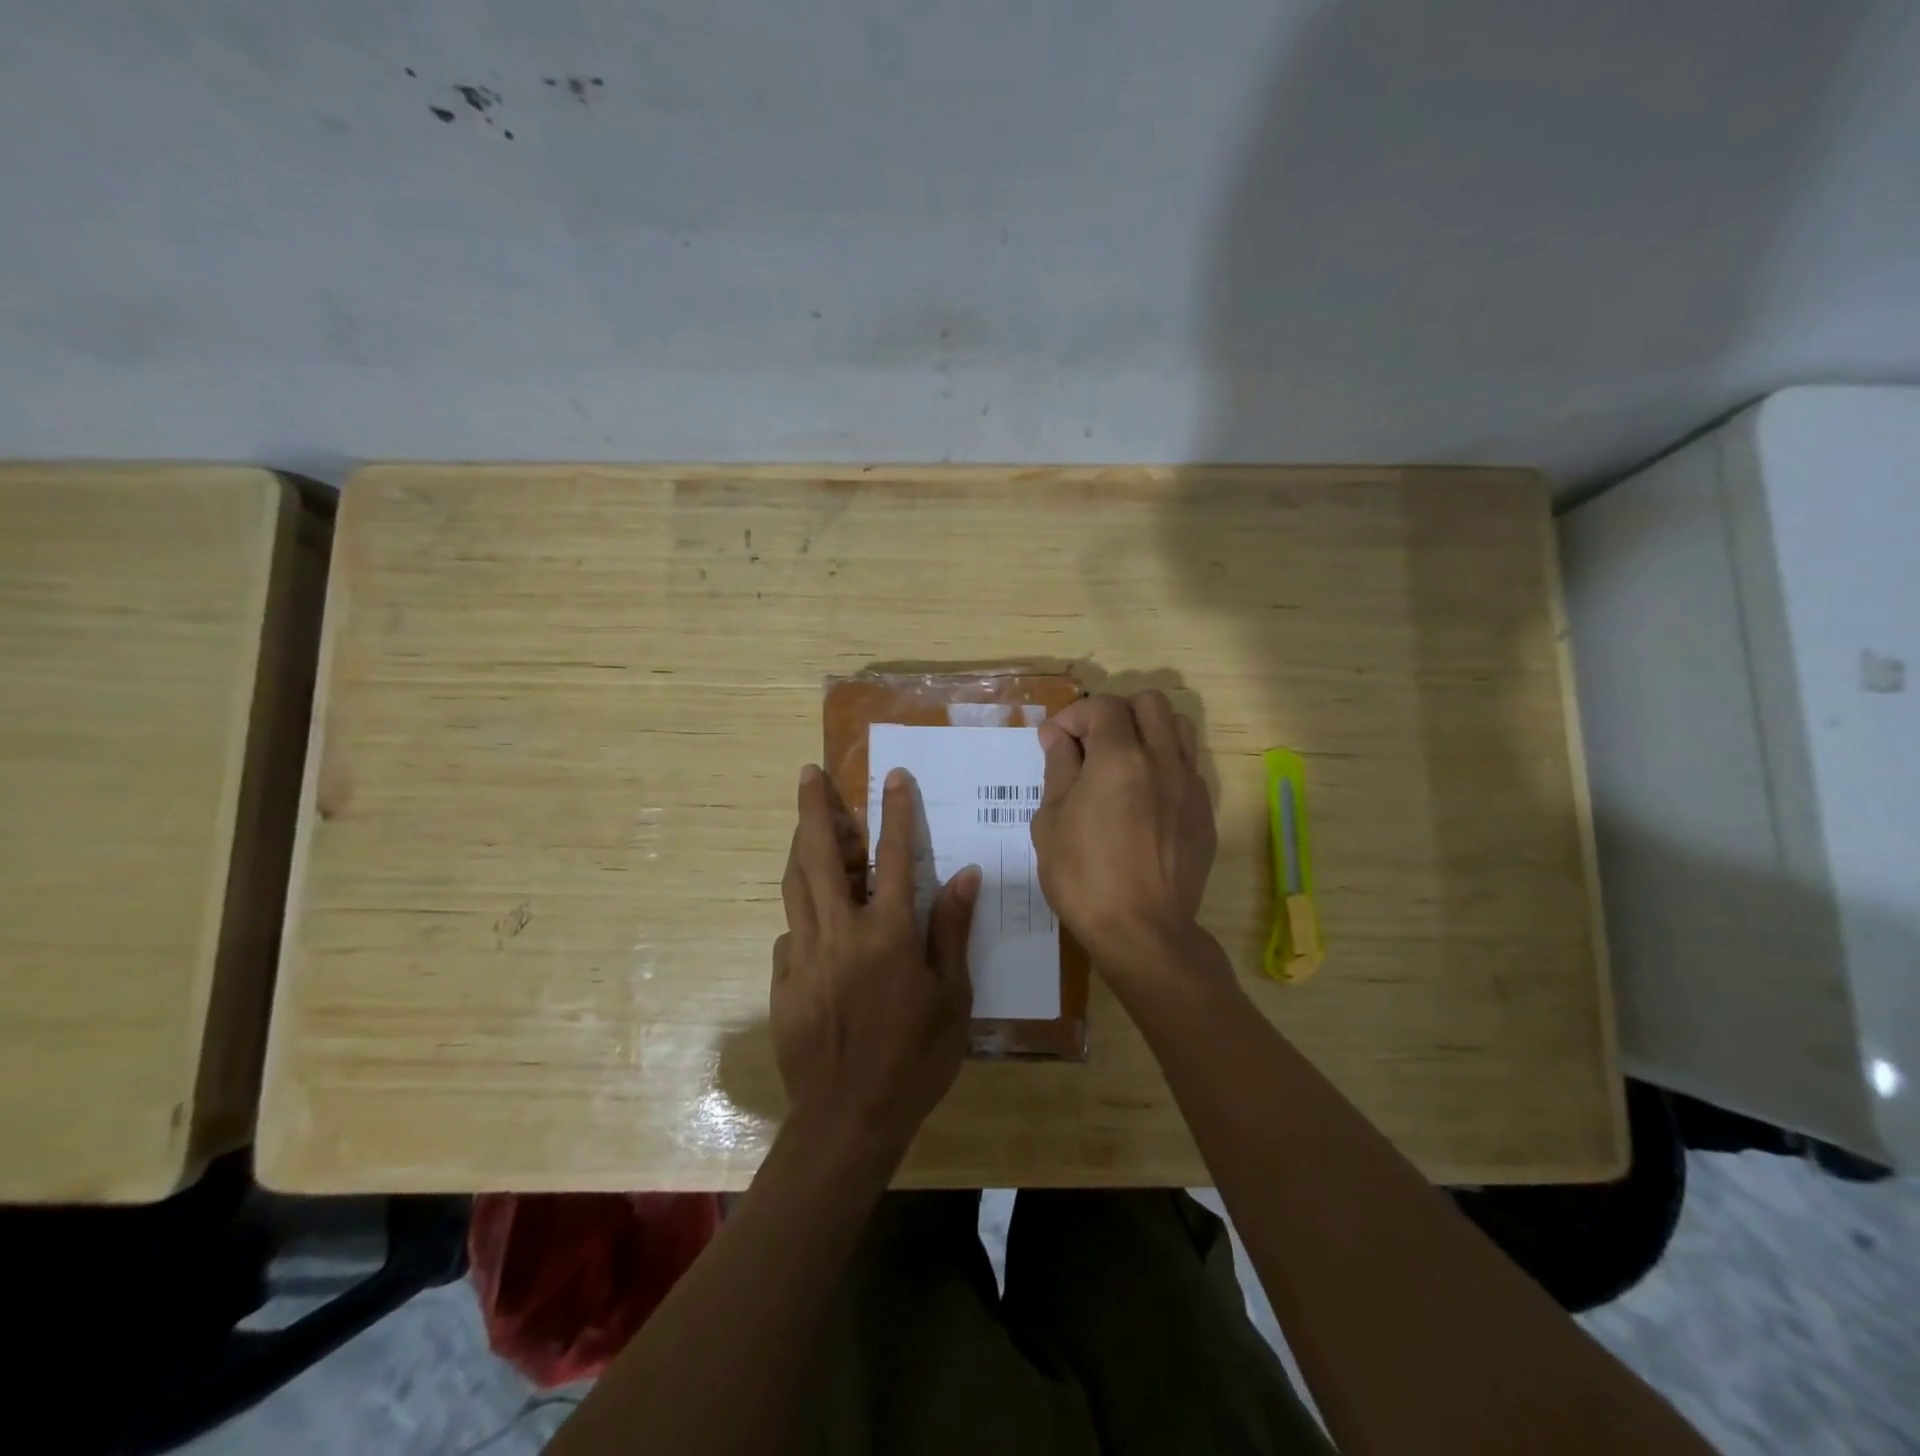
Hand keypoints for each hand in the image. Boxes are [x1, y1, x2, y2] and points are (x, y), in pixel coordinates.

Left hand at [771, 764, 978, 1158]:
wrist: (848, 1118)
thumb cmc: (914, 1058)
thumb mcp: (951, 997)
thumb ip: (951, 931)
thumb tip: (964, 875)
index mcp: (887, 933)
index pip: (893, 857)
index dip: (896, 812)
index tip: (894, 777)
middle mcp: (840, 931)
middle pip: (822, 855)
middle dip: (815, 808)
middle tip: (808, 774)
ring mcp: (804, 954)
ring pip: (796, 885)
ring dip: (801, 846)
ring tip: (806, 822)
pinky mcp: (783, 979)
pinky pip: (790, 931)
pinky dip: (802, 912)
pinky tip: (812, 917)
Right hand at [1030, 691, 1217, 976]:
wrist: (1142, 932)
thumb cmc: (1084, 877)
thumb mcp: (1051, 821)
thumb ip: (1058, 768)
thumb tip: (1057, 736)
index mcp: (1120, 758)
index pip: (1102, 707)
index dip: (1073, 716)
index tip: (1054, 742)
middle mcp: (1163, 760)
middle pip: (1150, 703)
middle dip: (1116, 712)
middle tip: (1091, 744)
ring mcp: (1191, 786)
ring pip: (1179, 727)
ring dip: (1149, 730)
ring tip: (1123, 761)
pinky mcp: (1205, 812)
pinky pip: (1189, 767)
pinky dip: (1165, 765)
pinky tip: (1144, 797)